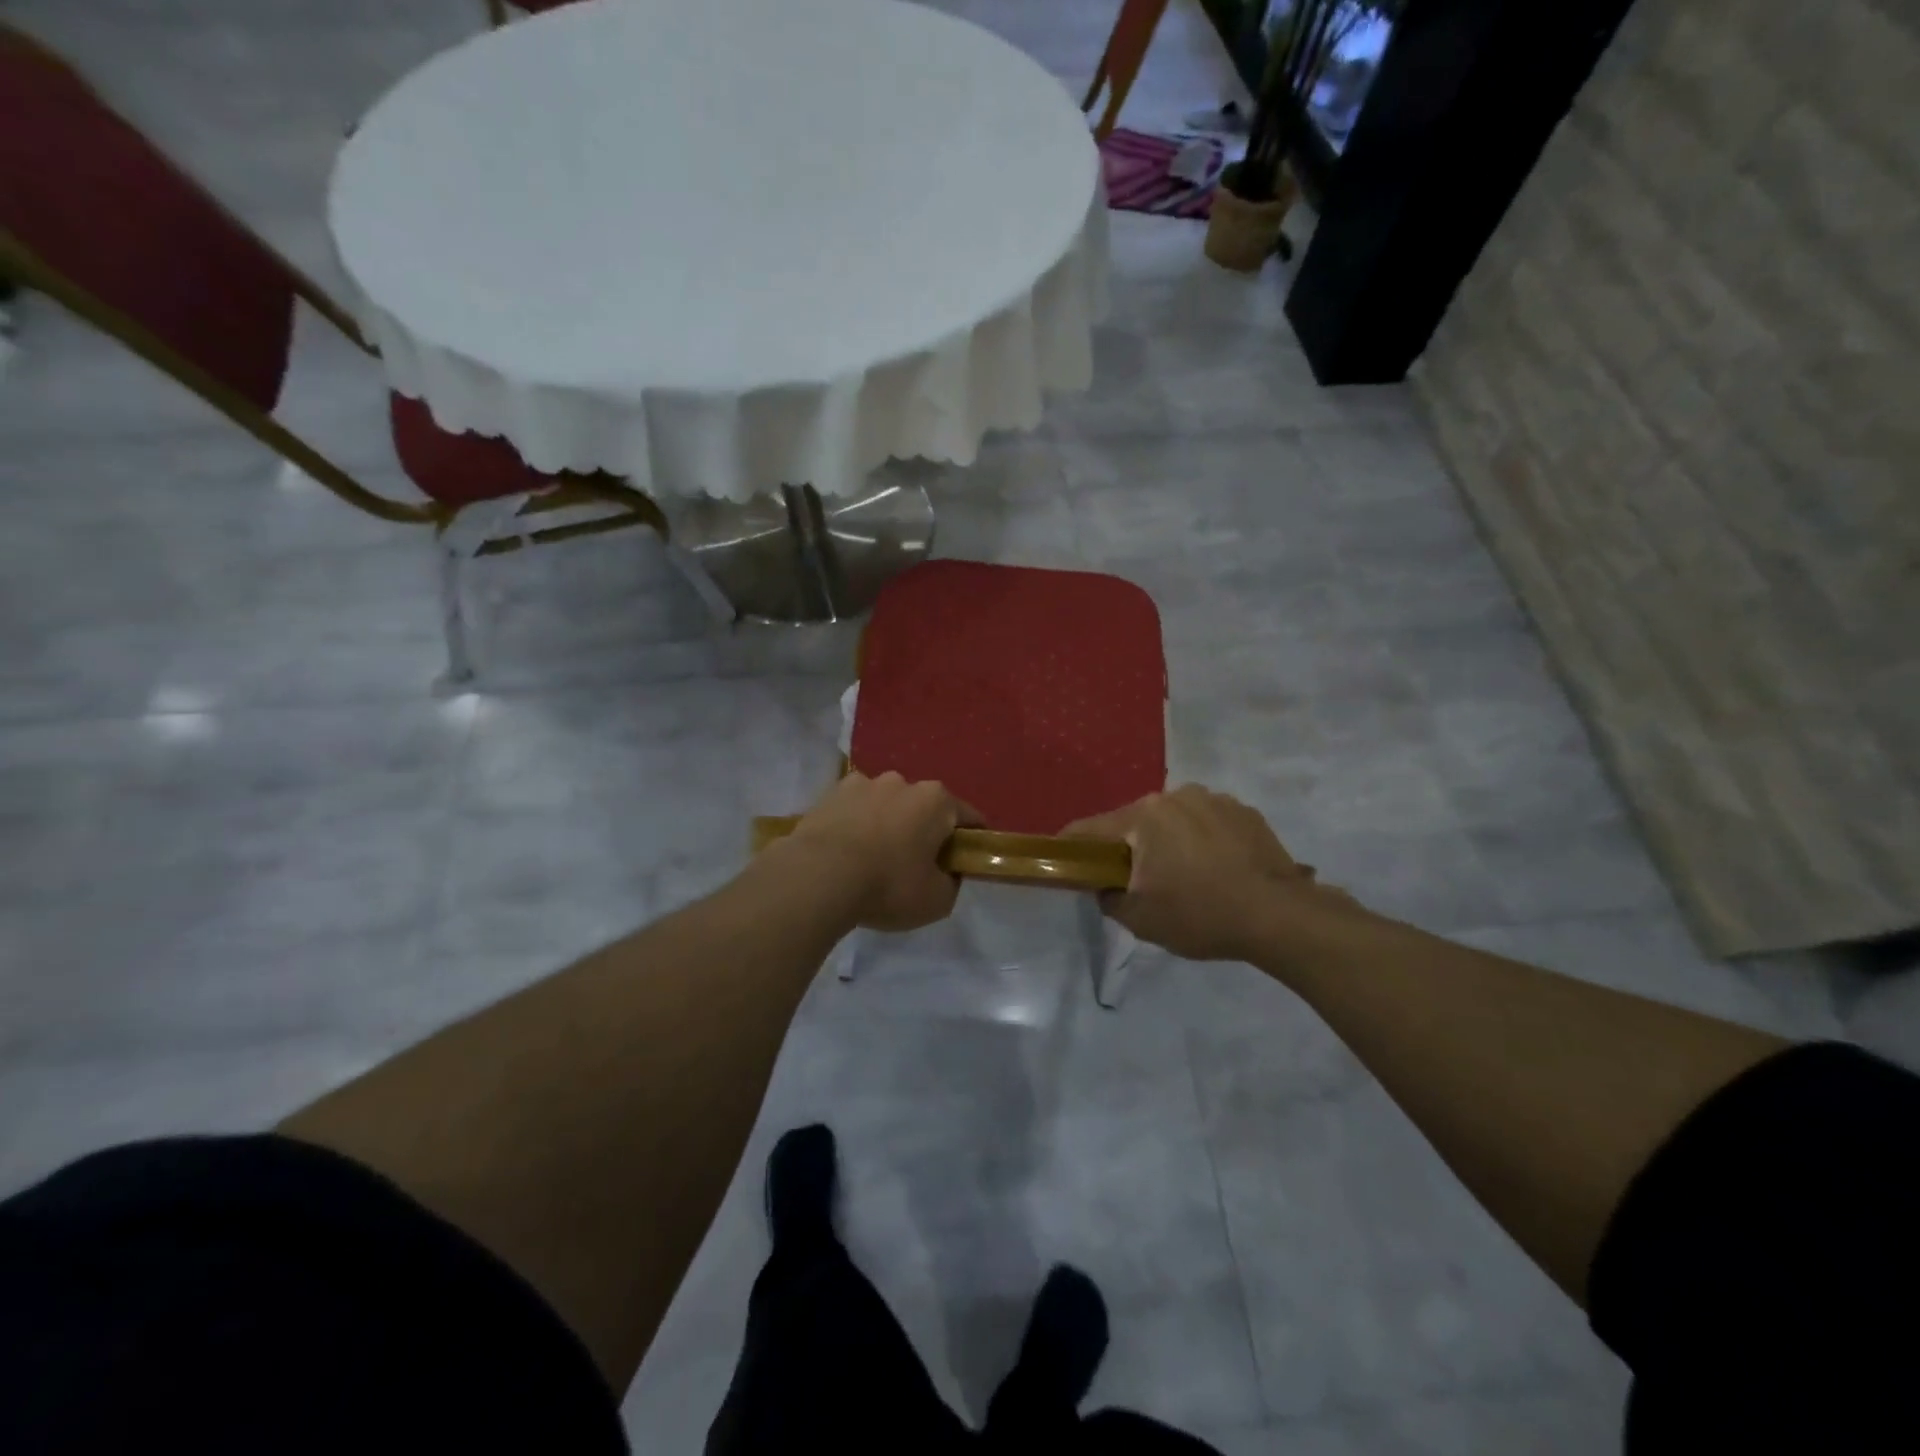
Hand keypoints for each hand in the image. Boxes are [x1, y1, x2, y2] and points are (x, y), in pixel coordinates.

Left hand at [786, 771, 980, 932]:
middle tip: (915, 866)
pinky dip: (855, 824)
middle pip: (924, 807)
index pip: (969, 818)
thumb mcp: (937, 900)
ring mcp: (863, 783)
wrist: (818, 877)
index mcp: (936, 801)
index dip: (971, 841)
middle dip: (924, 830)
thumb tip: (946, 873)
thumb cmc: (888, 885)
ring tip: (872, 858)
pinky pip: (853, 809)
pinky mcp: (830, 793)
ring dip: (886, 823)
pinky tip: (845, 851)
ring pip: (886, 804)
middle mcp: (903, 782)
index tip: (963, 862)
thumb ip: (951, 882)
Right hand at [1064, 785, 1354, 961]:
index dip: (1072, 845)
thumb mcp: (1141, 919)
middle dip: (1131, 847)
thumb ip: (1109, 898)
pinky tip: (1217, 870)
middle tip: (1137, 880)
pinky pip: (1208, 823)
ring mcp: (1214, 799)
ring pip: (1174, 820)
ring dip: (1170, 841)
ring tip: (1186, 876)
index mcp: (1144, 816)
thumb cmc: (1200, 915)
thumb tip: (1107, 886)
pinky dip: (1203, 841)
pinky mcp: (1245, 811)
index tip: (1064, 859)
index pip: (1091, 828)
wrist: (1279, 916)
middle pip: (1135, 821)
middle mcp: (1175, 795)